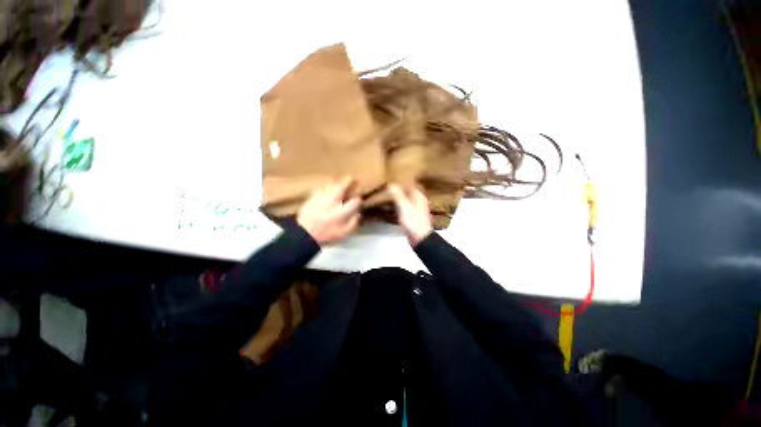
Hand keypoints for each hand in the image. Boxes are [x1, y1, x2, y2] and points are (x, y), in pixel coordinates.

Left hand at [297, 177, 360, 245]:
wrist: (304, 235)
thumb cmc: (326, 235)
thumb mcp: (344, 234)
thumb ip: (353, 223)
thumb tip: (358, 213)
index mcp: (342, 212)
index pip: (355, 201)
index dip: (358, 200)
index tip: (359, 200)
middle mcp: (333, 202)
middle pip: (342, 187)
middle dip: (348, 181)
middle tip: (351, 178)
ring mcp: (321, 198)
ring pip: (330, 185)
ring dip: (336, 183)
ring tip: (339, 182)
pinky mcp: (312, 198)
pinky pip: (320, 189)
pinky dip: (325, 187)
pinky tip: (326, 189)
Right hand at [388, 184, 432, 246]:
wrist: (420, 239)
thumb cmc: (413, 222)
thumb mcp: (404, 207)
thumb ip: (398, 195)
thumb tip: (391, 183)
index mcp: (418, 195)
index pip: (408, 183)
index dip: (399, 180)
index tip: (388, 178)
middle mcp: (418, 199)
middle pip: (406, 190)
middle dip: (396, 188)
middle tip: (384, 185)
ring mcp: (415, 207)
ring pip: (404, 198)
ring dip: (396, 196)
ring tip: (384, 193)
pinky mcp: (411, 215)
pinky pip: (403, 205)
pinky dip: (396, 204)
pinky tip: (389, 204)